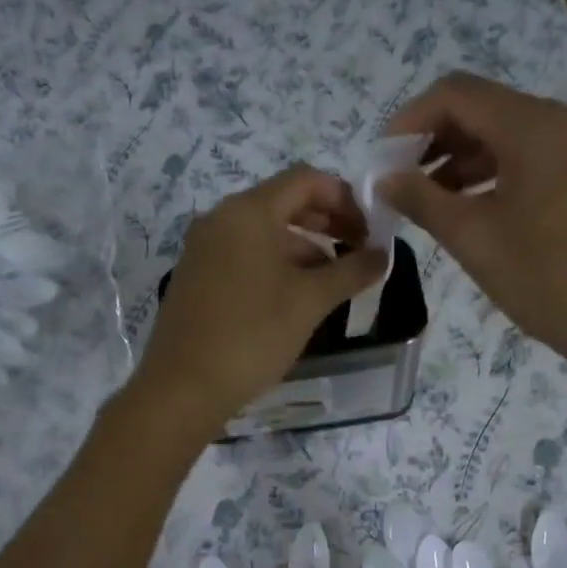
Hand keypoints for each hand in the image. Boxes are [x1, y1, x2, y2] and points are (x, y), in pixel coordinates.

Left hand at [134, 164, 386, 437]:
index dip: (345, 198)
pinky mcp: (195, 278)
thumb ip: (351, 271)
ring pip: (263, 234)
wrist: (184, 387)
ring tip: (331, 284)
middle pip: (283, 203)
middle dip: (325, 223)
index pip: (306, 180)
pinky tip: (293, 300)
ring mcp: (203, 249)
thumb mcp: (310, 302)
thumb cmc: (253, 335)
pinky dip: (274, 266)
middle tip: (356, 253)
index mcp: (248, 211)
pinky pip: (243, 257)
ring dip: (302, 249)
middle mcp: (220, 219)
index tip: (369, 232)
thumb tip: (383, 254)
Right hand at [379, 72, 566, 374]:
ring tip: (428, 199)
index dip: (410, 119)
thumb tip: (384, 179)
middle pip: (485, 108)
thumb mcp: (474, 240)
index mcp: (537, 127)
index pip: (458, 94)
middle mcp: (566, 121)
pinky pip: (533, 156)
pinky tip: (471, 206)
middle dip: (435, 139)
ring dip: (463, 158)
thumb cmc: (546, 282)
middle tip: (400, 180)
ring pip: (509, 134)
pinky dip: (495, 172)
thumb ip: (423, 200)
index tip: (382, 158)